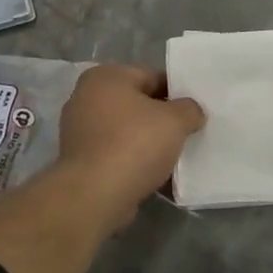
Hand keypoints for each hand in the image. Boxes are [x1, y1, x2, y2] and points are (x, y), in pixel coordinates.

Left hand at [58, 64, 205, 227]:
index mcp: (105, 76)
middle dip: (161, 119)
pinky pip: (115, 153)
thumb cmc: (134, 144)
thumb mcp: (175, 120)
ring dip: (148, 142)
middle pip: (137, 104)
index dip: (177, 93)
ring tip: (173, 157)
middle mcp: (86, 97)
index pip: (151, 77)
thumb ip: (189, 109)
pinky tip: (154, 175)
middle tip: (187, 133)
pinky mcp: (80, 160)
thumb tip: (191, 111)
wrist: (95, 195)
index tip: (194, 112)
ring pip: (126, 130)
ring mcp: (79, 130)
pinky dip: (133, 161)